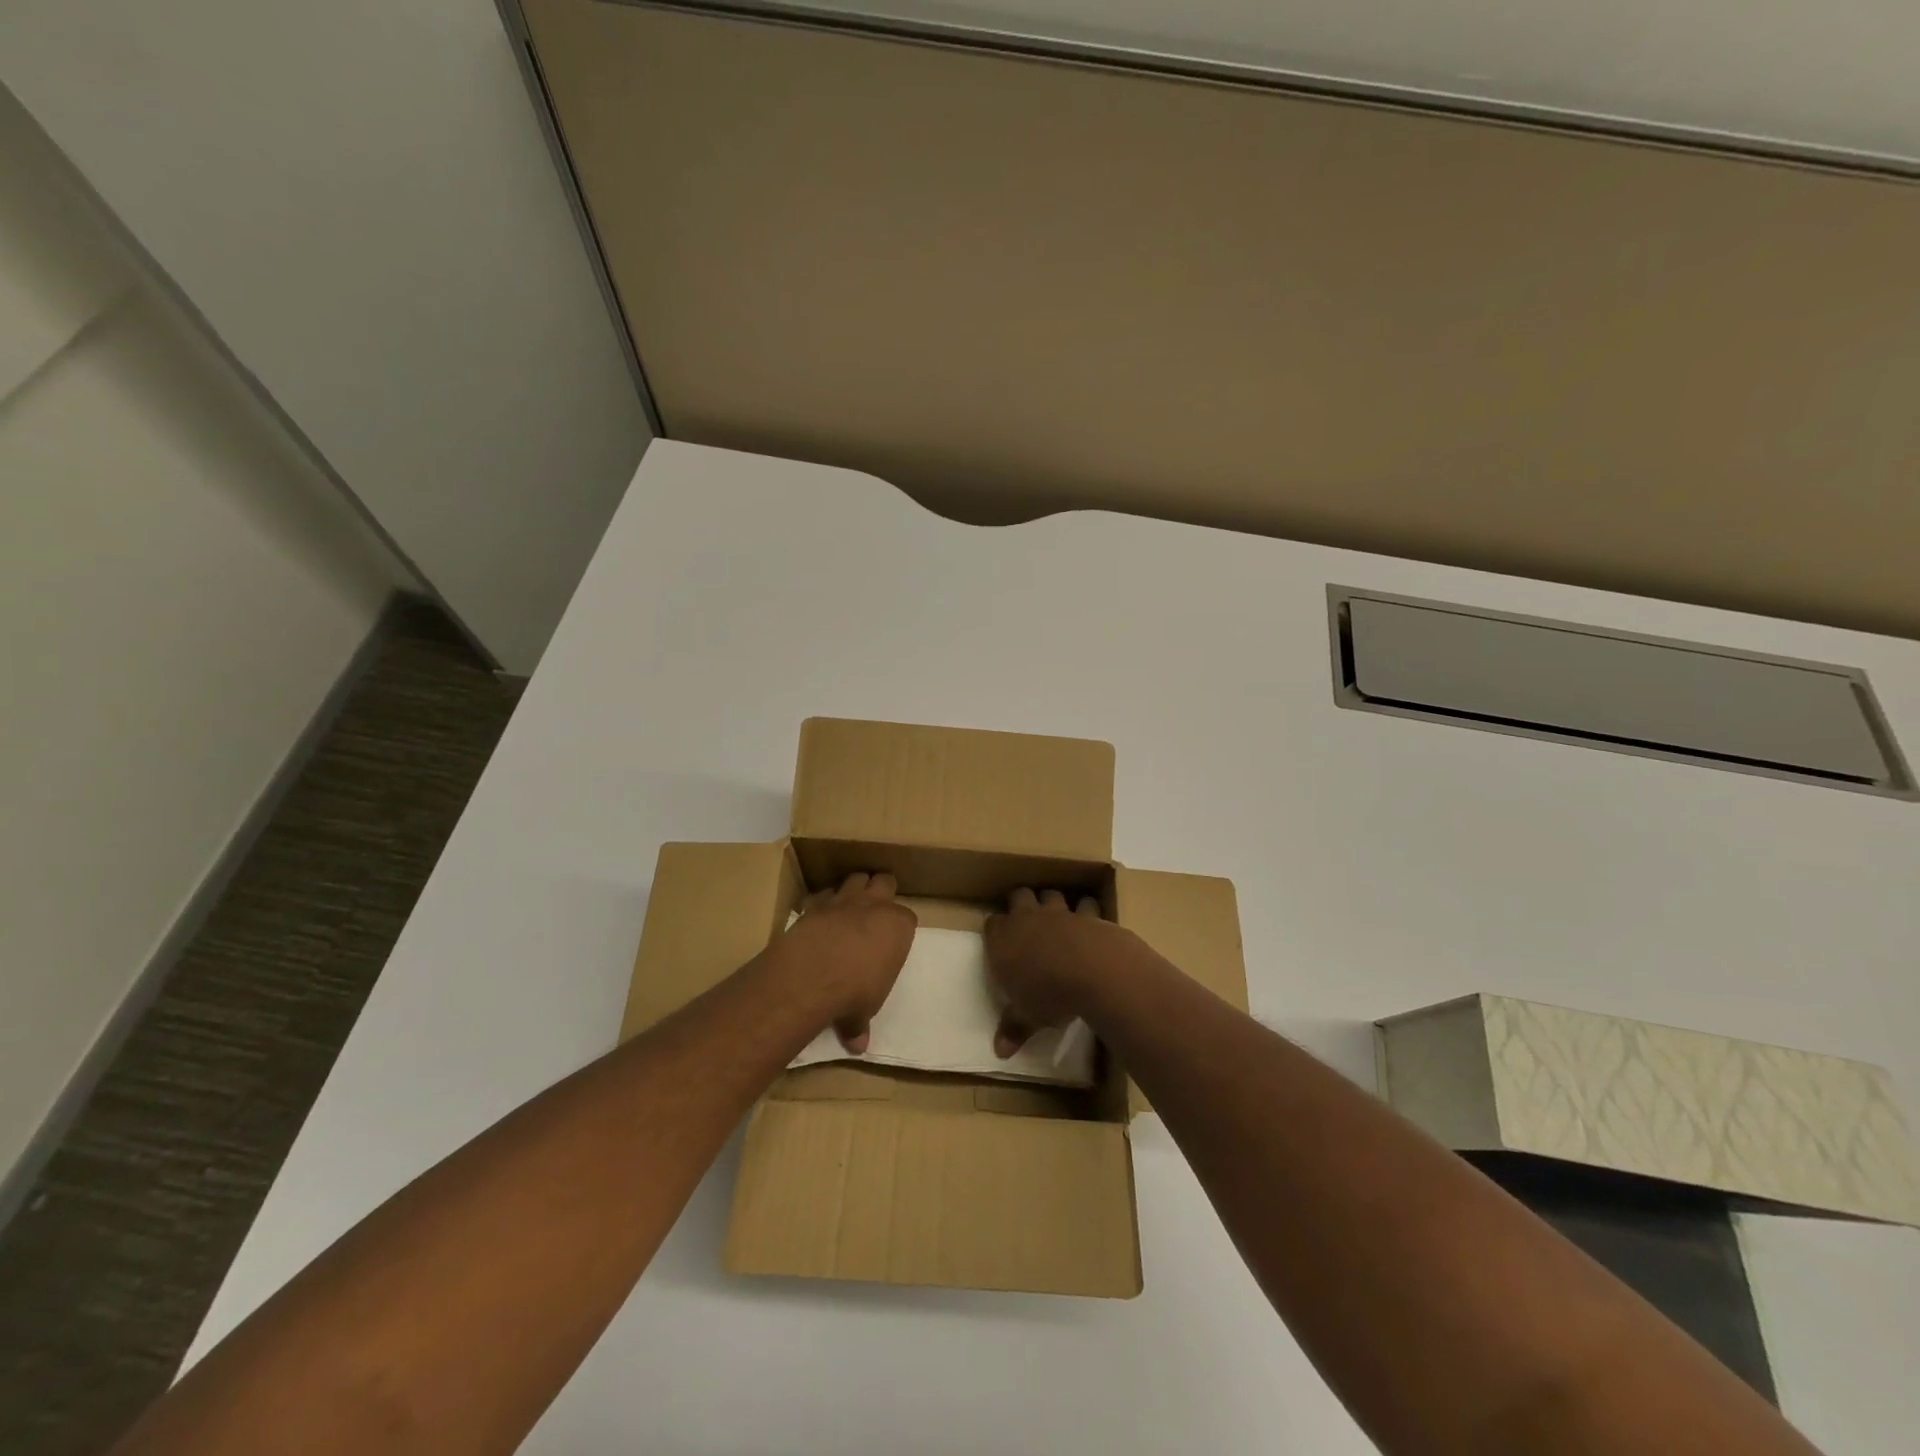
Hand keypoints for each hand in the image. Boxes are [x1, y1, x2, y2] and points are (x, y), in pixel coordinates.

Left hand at [777, 872, 915, 1052]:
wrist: (811, 976)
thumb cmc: (853, 992)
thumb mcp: (863, 1012)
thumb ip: (860, 1023)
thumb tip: (857, 1045)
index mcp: (898, 926)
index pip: (908, 918)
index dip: (899, 927)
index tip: (892, 940)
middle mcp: (875, 905)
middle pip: (885, 881)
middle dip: (882, 890)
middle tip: (876, 909)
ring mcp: (844, 900)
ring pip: (856, 878)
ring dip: (855, 888)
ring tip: (850, 906)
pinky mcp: (815, 904)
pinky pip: (822, 894)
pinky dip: (823, 902)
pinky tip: (819, 917)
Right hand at [984, 887, 1141, 1057]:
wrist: (1093, 972)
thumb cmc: (1049, 995)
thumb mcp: (1027, 1017)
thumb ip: (1013, 1028)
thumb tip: (999, 1051)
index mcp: (1003, 940)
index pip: (991, 924)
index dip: (996, 931)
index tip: (1000, 942)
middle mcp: (1027, 919)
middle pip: (1019, 896)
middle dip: (1021, 903)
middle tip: (1026, 920)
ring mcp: (1059, 913)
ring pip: (1051, 894)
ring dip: (1052, 903)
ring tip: (1057, 918)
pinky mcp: (1087, 914)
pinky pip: (1086, 905)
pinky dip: (1087, 911)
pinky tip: (1091, 922)